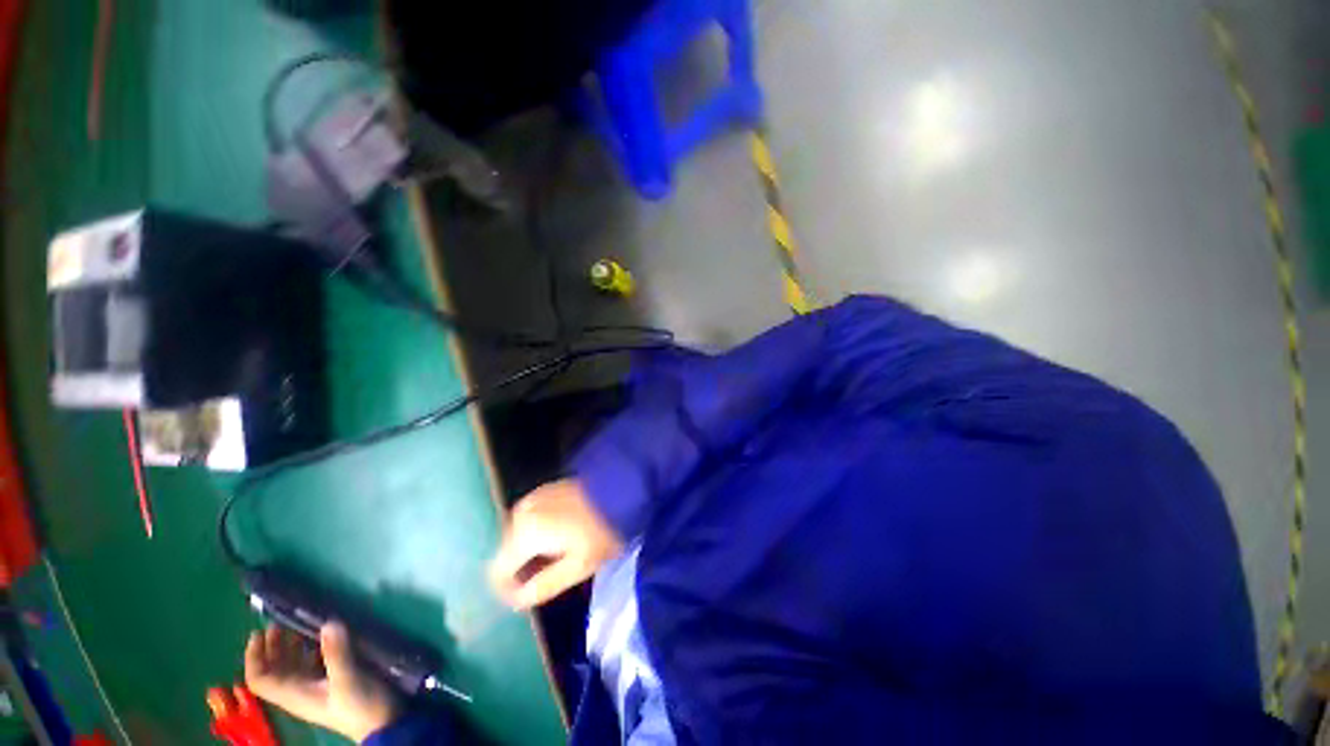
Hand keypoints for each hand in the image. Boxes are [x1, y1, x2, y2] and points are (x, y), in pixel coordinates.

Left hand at [245, 622, 398, 743]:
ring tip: (301, 625)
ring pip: (293, 666)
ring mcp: (316, 687)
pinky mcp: (333, 682)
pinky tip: (325, 637)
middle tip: (281, 623)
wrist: (382, 724)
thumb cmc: (358, 705)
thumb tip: (328, 623)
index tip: (260, 633)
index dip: (254, 658)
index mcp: (293, 694)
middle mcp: (299, 691)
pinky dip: (312, 649)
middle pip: (275, 670)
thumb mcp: (347, 680)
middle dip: (272, 647)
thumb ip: (336, 653)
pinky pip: (313, 663)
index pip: (260, 679)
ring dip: (292, 646)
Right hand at [489, 478, 623, 608]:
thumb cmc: (601, 531)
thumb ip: (543, 586)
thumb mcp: (577, 567)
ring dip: (531, 551)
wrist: (619, 487)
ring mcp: (532, 498)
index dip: (507, 591)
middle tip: (550, 577)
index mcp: (524, 534)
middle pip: (507, 552)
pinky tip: (560, 537)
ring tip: (559, 558)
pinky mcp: (543, 490)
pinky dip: (538, 533)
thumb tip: (517, 600)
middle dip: (522, 569)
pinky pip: (530, 519)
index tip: (527, 598)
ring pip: (519, 535)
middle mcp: (520, 514)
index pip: (497, 572)